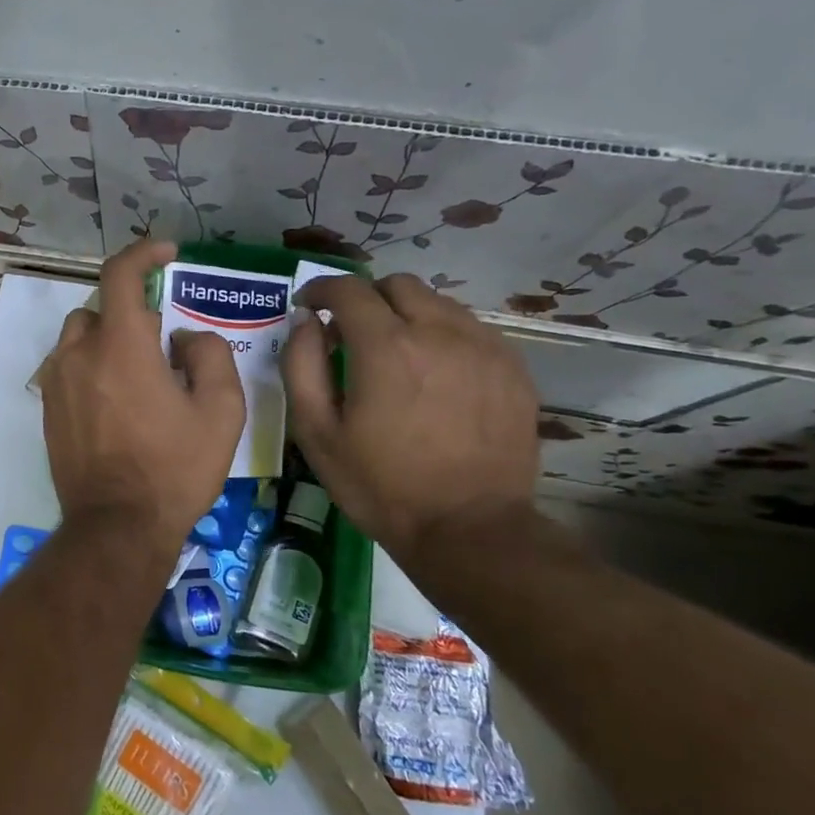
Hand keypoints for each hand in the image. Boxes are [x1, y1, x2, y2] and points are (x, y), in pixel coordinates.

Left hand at [40, 239, 244, 567]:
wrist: (117, 526)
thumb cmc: (174, 468)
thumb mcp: (221, 412)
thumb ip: (209, 355)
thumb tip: (183, 337)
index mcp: (121, 346)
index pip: (121, 274)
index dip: (144, 253)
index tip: (167, 254)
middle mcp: (79, 354)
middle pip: (102, 308)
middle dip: (133, 313)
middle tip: (164, 344)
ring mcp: (56, 382)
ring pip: (80, 337)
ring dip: (109, 340)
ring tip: (139, 375)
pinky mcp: (47, 409)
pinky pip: (69, 368)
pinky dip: (91, 366)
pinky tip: (116, 403)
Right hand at [282, 272, 538, 560]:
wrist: (469, 529)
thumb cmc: (380, 484)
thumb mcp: (316, 432)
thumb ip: (302, 365)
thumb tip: (305, 321)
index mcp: (385, 346)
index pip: (348, 289)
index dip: (321, 289)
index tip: (308, 304)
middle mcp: (439, 332)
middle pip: (397, 285)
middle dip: (366, 298)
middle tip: (351, 333)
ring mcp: (484, 347)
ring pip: (438, 303)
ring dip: (407, 315)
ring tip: (395, 355)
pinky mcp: (513, 369)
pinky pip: (471, 330)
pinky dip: (443, 336)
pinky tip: (435, 375)